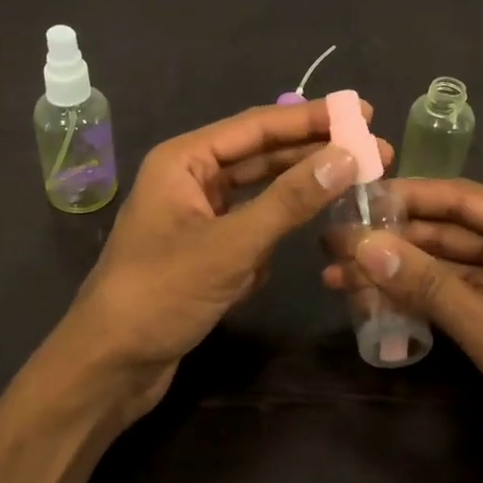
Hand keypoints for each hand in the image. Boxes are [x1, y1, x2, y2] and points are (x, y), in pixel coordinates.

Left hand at [53, 99, 388, 422]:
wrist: (109, 367)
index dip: (312, 118)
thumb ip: (290, 200)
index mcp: (184, 160)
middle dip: (313, 153)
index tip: (362, 114)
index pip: (257, 126)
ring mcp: (197, 216)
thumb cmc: (161, 293)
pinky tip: (304, 236)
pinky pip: (251, 227)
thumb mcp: (231, 245)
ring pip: (259, 193)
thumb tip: (347, 156)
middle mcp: (190, 179)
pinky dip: (276, 231)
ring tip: (352, 186)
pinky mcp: (204, 250)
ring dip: (300, 193)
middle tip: (373, 151)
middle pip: (261, 155)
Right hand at [322, 178, 482, 482]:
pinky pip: (453, 297)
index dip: (407, 196)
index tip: (355, 198)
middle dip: (394, 239)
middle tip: (335, 242)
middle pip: (449, 231)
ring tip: (340, 274)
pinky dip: (418, 299)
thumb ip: (428, 286)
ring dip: (400, 270)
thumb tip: (362, 245)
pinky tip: (375, 301)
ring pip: (447, 266)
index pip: (462, 199)